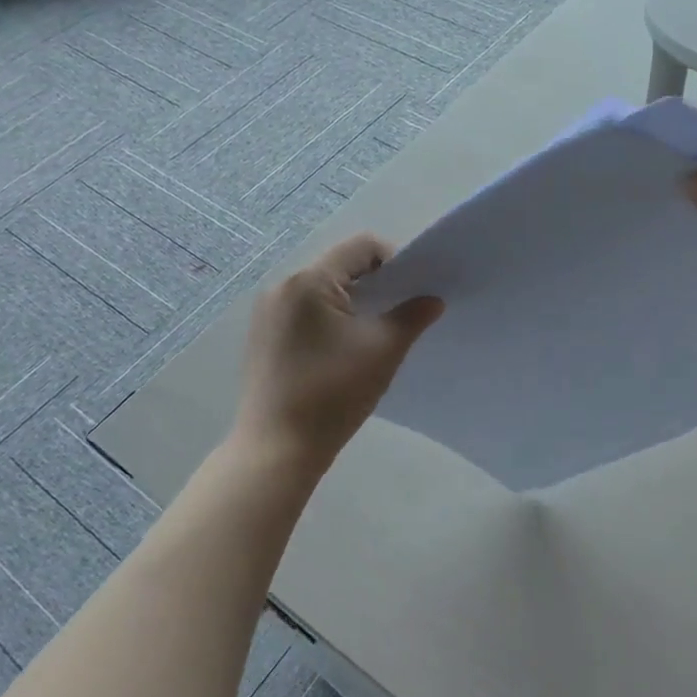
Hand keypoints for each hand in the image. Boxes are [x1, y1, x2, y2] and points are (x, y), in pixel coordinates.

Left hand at [232, 234, 443, 476]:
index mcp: (308, 280)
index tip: (413, 293)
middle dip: (375, 284)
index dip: (395, 261)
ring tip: (374, 334)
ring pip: (323, 290)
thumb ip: (412, 316)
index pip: (361, 248)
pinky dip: (331, 319)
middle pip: (340, 266)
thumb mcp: (383, 350)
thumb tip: (432, 300)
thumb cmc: (333, 393)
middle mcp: (282, 286)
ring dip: (354, 302)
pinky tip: (344, 351)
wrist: (277, 449)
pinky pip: (306, 311)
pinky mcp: (264, 336)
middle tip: (399, 313)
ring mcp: (268, 312)